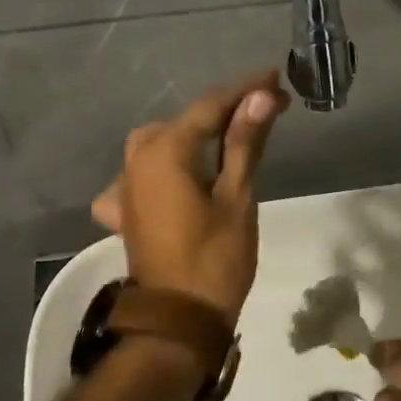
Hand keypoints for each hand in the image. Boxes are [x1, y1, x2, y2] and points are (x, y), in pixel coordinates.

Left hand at [91, 72, 287, 323]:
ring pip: (160, 143)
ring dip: (193, 135)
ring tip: (228, 137)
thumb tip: (261, 97)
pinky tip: (178, 178)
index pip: (210, 107)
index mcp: (164, 151)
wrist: (177, 320)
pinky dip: (164, 167)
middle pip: (184, 122)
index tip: (275, 80)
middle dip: (223, 111)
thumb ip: (244, 144)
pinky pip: (142, 175)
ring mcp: (125, 187)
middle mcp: (137, 160)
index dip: (244, 91)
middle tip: (264, 111)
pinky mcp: (125, 211)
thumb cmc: (215, 260)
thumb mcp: (237, 198)